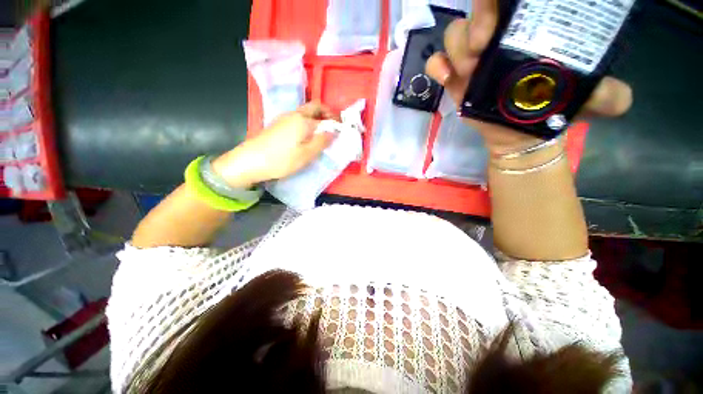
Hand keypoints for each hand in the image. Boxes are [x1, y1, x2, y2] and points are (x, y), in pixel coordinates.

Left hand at [213, 102, 337, 186]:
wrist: (250, 161)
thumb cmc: (282, 159)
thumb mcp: (306, 154)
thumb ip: (322, 141)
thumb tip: (333, 132)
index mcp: (303, 120)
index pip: (323, 113)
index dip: (335, 119)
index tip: (341, 129)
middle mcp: (294, 114)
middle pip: (313, 107)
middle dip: (325, 114)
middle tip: (333, 128)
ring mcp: (284, 119)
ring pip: (305, 113)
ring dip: (316, 119)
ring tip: (322, 135)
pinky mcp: (278, 125)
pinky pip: (297, 120)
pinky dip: (307, 124)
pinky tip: (307, 137)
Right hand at [424, 0, 632, 154]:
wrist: (517, 131)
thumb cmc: (548, 109)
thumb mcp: (584, 101)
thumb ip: (605, 95)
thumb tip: (619, 99)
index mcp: (530, 29)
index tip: (505, 9)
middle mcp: (500, 35)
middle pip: (480, 6)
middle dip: (478, 17)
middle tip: (482, 43)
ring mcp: (474, 55)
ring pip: (456, 32)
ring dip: (458, 48)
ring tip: (470, 71)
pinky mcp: (456, 76)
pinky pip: (438, 62)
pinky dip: (437, 65)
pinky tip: (445, 76)